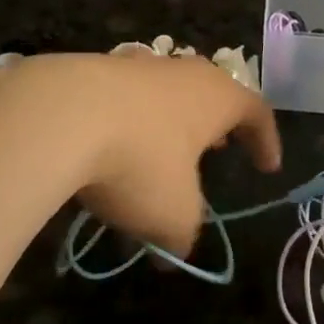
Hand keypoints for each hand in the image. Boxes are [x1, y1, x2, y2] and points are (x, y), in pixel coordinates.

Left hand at [0, 53, 280, 254]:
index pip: (256, 112)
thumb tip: (173, 258)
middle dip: (215, 124)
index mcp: (216, 97)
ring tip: (159, 150)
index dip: (265, 140)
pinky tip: (105, 147)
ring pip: (164, 90)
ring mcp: (134, 65)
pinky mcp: (89, 68)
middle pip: (211, 91)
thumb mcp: (172, 214)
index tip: (267, 167)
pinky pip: (120, 96)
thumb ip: (182, 238)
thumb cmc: (138, 161)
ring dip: (168, 119)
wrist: (56, 116)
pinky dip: (124, 121)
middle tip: (215, 150)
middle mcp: (181, 72)